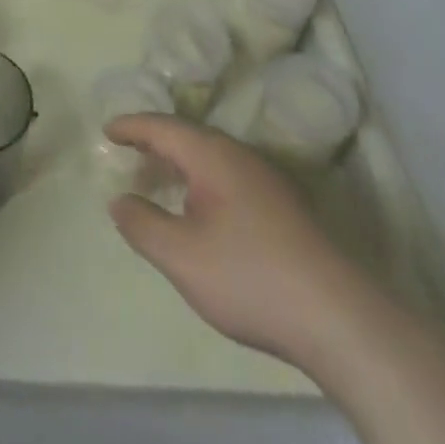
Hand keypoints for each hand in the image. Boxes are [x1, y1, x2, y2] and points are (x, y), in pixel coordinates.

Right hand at [106, 114, 353, 364]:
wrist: (338, 316)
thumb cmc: (249, 277)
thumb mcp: (182, 256)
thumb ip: (143, 225)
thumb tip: (118, 201)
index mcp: (213, 155)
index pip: (163, 127)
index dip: (132, 126)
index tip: (106, 129)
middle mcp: (240, 155)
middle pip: (189, 137)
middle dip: (155, 141)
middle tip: (127, 151)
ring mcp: (267, 179)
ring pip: (212, 157)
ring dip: (180, 161)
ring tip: (157, 176)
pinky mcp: (283, 207)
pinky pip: (228, 176)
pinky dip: (201, 180)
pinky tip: (200, 208)